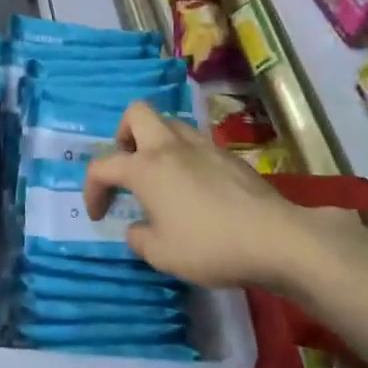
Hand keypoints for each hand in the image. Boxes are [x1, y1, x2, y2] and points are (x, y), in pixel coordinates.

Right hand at [83, 103, 362, 290]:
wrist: (275, 239)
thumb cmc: (209, 246)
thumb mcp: (161, 254)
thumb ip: (139, 238)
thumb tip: (137, 228)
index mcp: (145, 167)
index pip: (102, 166)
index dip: (92, 189)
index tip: (99, 215)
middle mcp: (169, 146)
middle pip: (136, 114)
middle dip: (123, 135)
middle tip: (129, 167)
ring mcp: (202, 146)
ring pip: (169, 123)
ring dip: (156, 142)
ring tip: (161, 176)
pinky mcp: (228, 155)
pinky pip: (196, 142)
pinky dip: (185, 156)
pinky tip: (195, 187)